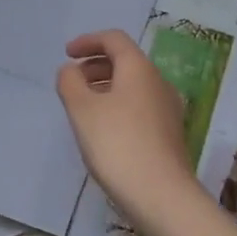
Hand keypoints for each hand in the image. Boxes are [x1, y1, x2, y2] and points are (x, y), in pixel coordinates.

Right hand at [56, 30, 195, 226]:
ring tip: (83, 106)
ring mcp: (168, 109)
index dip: (88, 41)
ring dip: (106, 86)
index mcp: (139, 69)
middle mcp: (158, 82)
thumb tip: (70, 70)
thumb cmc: (117, 145)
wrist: (161, 195)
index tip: (67, 54)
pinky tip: (104, 129)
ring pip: (133, 85)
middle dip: (95, 65)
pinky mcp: (169, 133)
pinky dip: (118, 105)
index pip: (114, 39)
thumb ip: (70, 83)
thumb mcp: (82, 110)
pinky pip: (140, 106)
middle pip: (125, 61)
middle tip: (72, 81)